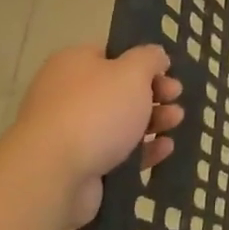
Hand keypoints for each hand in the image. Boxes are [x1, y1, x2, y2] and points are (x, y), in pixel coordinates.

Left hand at [11, 43, 182, 227]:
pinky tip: (165, 149)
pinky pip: (117, 153)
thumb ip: (149, 59)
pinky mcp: (78, 166)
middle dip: (153, 93)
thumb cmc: (96, 111)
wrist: (53, 175)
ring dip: (153, 120)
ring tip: (175, 122)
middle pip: (119, 90)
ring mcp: (71, 132)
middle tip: (175, 96)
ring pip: (120, 122)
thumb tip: (155, 56)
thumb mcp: (133, 72)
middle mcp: (68, 94)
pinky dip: (142, 150)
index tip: (167, 71)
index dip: (143, 62)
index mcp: (74, 63)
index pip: (112, 54)